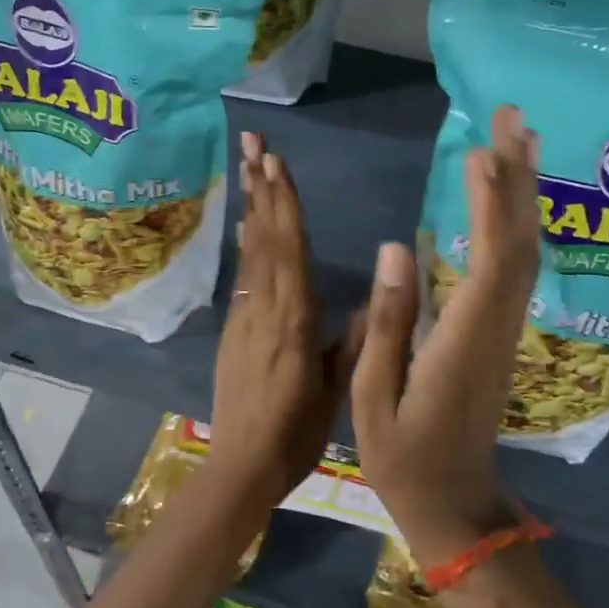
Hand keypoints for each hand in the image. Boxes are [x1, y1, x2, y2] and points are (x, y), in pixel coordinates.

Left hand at [209, 132, 362, 505]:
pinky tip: (246, 225)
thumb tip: (374, 298)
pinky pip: (243, 273)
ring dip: (250, 206)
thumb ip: (352, 341)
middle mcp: (264, 307)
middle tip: (250, 142)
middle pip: (262, 237)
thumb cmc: (296, 433)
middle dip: (259, 186)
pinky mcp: (234, 328)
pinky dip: (246, 242)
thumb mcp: (335, 391)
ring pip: (249, 251)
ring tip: (248, 167)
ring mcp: (243, 315)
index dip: (283, 202)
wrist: (241, 466)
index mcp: (292, 319)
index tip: (275, 161)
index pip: (288, 248)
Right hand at [351, 106, 541, 568]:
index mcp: (462, 342)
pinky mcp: (499, 334)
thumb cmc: (403, 458)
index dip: (491, 205)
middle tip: (514, 116)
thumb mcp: (372, 397)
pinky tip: (508, 199)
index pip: (489, 262)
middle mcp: (495, 327)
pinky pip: (516, 268)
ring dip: (525, 194)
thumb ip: (388, 322)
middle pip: (520, 244)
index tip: (482, 152)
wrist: (455, 506)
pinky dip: (515, 225)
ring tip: (520, 139)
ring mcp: (503, 331)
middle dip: (520, 178)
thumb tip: (397, 246)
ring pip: (525, 252)